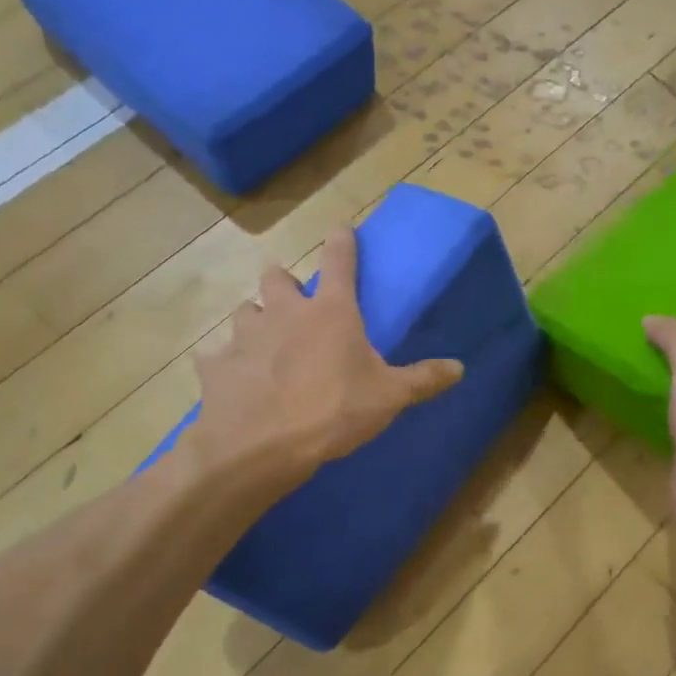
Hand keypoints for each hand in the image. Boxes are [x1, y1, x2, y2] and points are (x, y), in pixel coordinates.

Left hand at [196, 229, 463, 481]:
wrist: (261, 447)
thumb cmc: (333, 412)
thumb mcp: (389, 397)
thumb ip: (423, 379)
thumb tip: (460, 368)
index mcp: (330, 312)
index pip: (338, 261)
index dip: (342, 242)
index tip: (341, 228)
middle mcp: (283, 312)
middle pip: (276, 277)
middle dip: (284, 281)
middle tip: (293, 300)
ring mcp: (244, 336)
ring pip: (245, 311)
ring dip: (256, 320)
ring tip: (265, 343)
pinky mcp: (215, 366)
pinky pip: (218, 356)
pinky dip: (227, 364)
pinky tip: (236, 381)